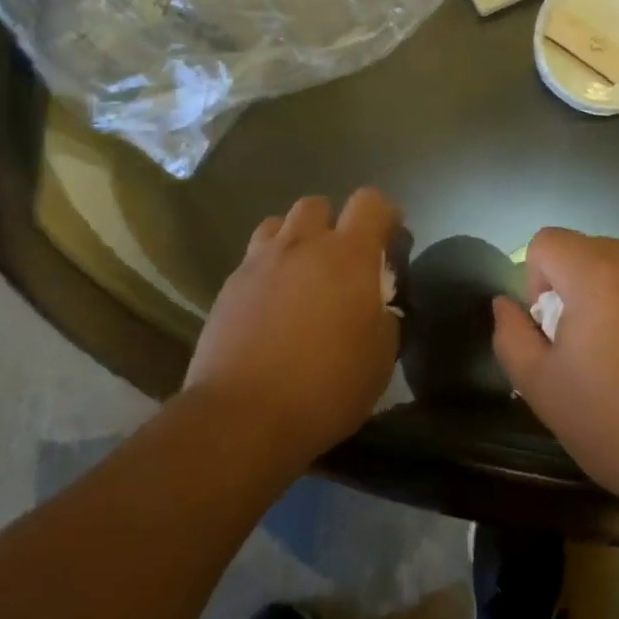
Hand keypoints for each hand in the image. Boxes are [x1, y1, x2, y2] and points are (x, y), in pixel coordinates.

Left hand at [184, 189, 401, 464]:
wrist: (242, 416)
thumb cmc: (325, 388)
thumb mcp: (380, 360)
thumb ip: (384, 319)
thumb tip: (376, 307)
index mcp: (348, 256)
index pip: (371, 202)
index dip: (385, 214)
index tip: (389, 240)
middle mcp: (303, 245)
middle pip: (318, 204)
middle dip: (333, 223)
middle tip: (340, 262)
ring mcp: (260, 262)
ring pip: (279, 225)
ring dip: (295, 240)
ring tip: (300, 275)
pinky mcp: (228, 286)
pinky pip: (253, 259)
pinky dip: (268, 269)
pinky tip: (270, 305)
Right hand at [492, 230, 618, 531]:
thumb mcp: (543, 391)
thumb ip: (512, 337)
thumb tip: (506, 303)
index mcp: (597, 274)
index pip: (547, 241)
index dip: (536, 281)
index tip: (553, 332)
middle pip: (590, 252)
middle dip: (576, 290)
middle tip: (588, 351)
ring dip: (617, 299)